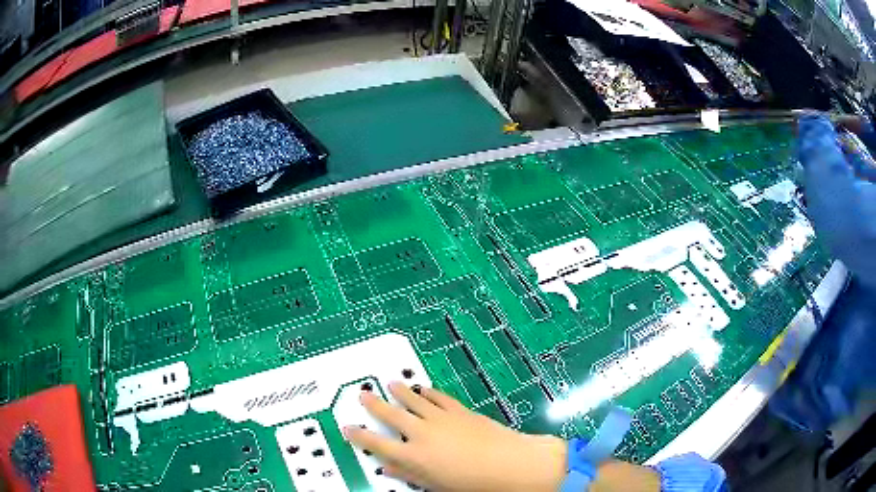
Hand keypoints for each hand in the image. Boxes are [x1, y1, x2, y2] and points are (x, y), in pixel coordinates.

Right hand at [343, 382, 566, 491]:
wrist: (509, 464)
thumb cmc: (471, 483)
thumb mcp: (435, 485)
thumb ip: (409, 474)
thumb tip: (388, 468)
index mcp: (413, 456)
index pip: (377, 444)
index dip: (360, 436)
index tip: (348, 427)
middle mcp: (422, 433)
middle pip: (391, 415)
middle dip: (375, 404)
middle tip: (363, 394)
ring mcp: (441, 419)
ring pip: (413, 400)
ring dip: (400, 392)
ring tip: (390, 384)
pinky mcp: (459, 410)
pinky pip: (438, 397)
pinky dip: (428, 392)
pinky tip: (423, 389)